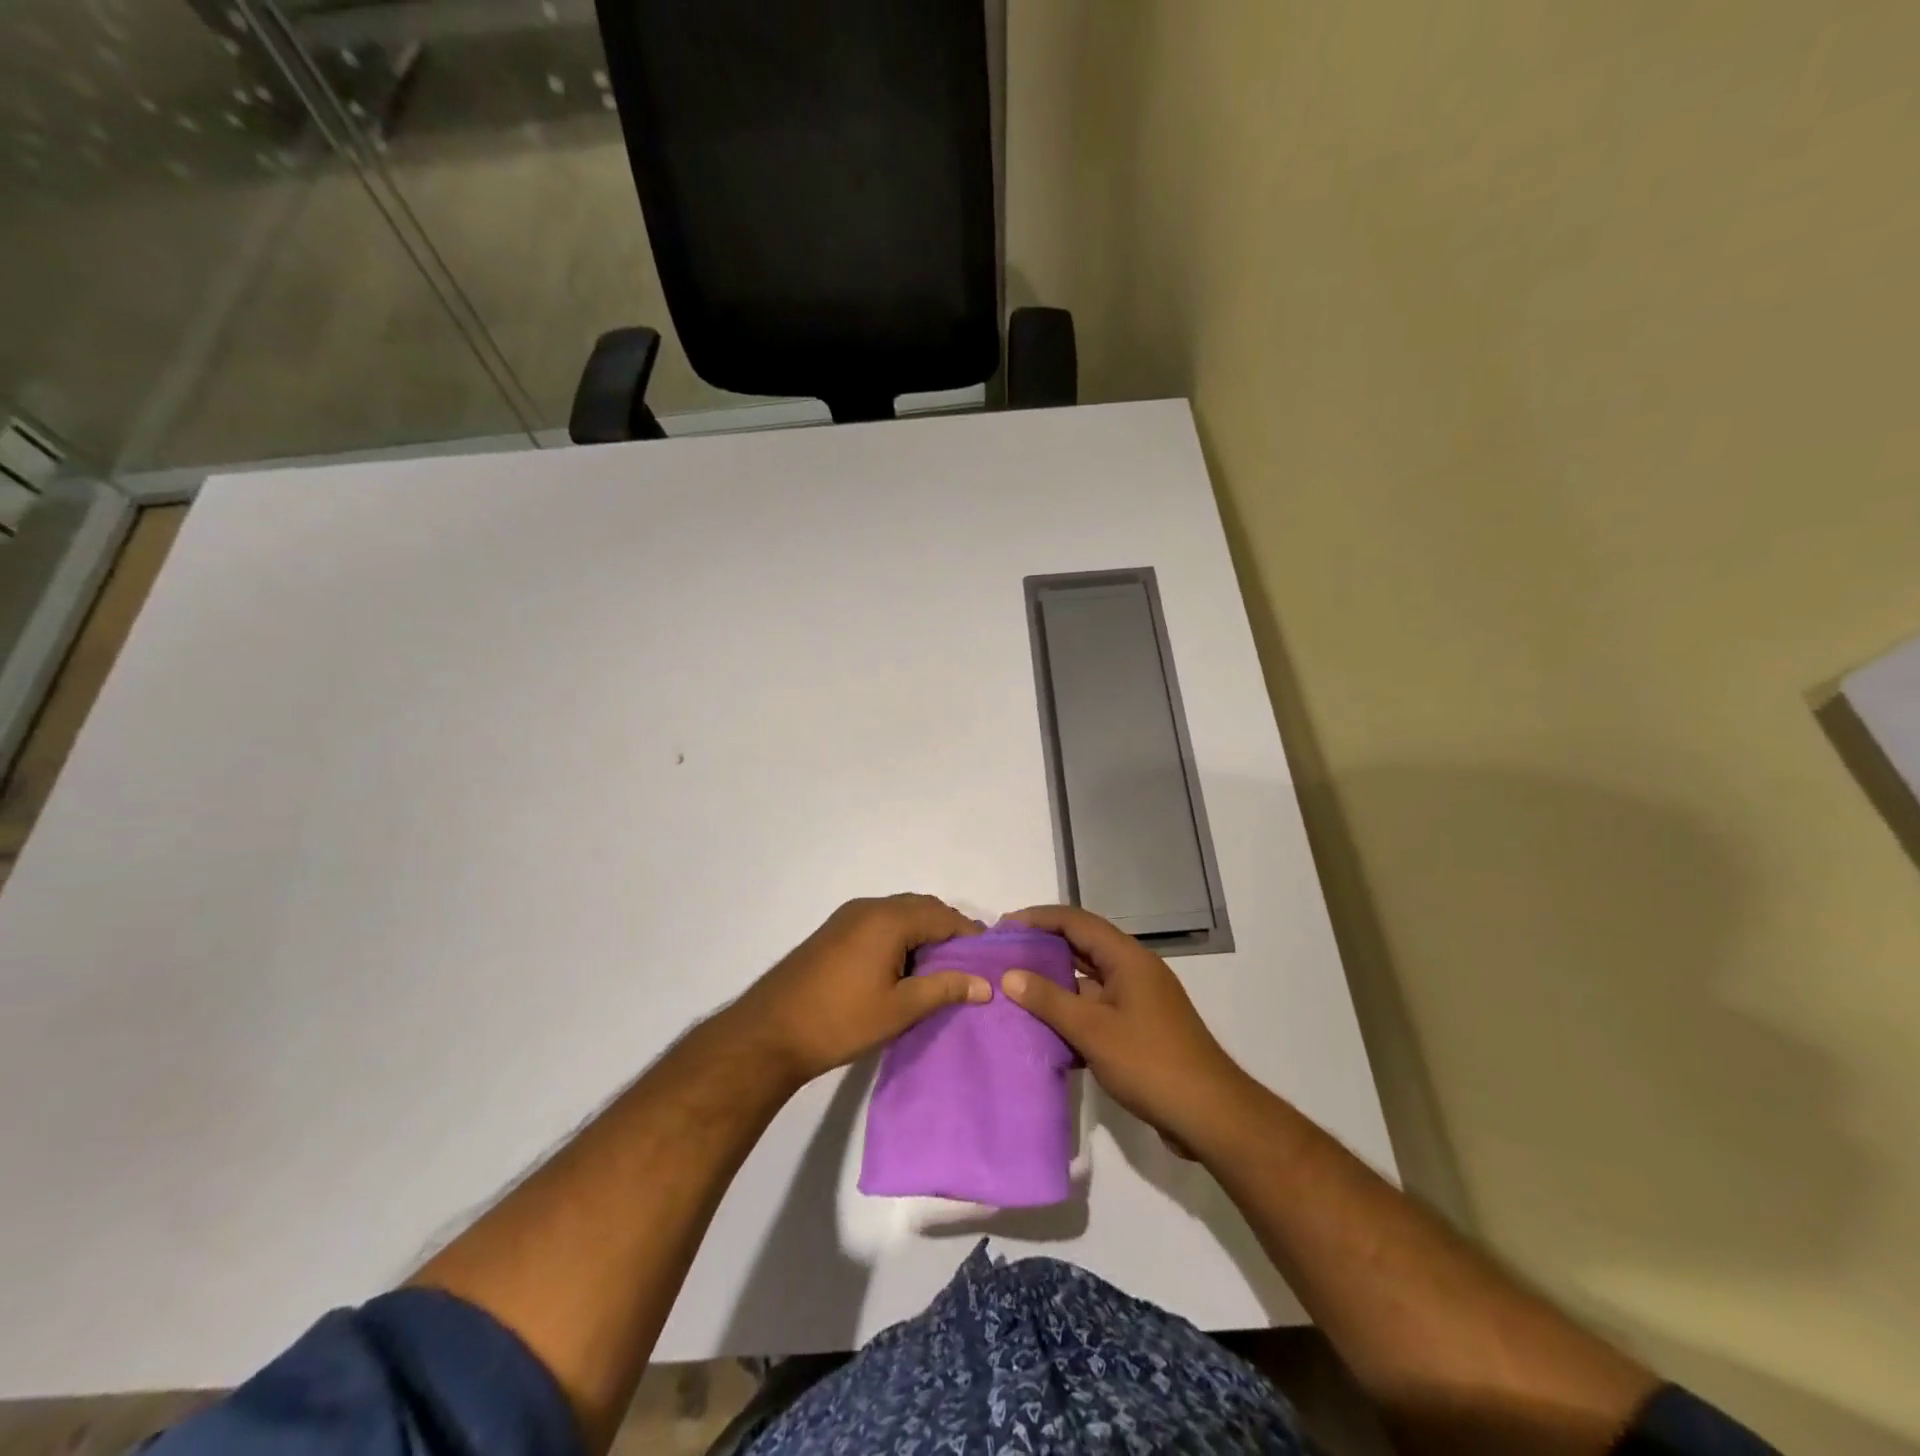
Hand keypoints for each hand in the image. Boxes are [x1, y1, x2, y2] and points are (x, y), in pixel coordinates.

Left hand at [727, 894, 989, 1090]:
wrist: (770, 1032)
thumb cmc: (840, 1020)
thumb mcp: (899, 1009)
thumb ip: (944, 989)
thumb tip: (985, 984)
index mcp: (889, 919)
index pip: (943, 915)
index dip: (969, 935)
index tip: (988, 960)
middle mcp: (869, 907)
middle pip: (922, 908)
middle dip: (948, 930)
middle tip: (967, 964)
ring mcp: (848, 916)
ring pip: (900, 913)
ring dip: (923, 932)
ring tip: (939, 969)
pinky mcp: (834, 931)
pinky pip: (880, 922)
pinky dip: (900, 935)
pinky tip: (904, 967)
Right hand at [1002, 904, 1249, 1149]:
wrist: (1209, 1115)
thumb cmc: (1150, 1062)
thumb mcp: (1093, 1030)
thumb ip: (1049, 1000)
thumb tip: (1009, 975)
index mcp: (1127, 958)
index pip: (1076, 921)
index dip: (1038, 918)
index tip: (1003, 927)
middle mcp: (1133, 970)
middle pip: (1082, 945)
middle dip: (1042, 947)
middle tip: (1003, 956)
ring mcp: (1138, 1000)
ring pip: (1088, 980)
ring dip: (1054, 983)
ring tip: (1014, 990)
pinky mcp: (1139, 1028)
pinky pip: (1097, 1007)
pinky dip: (1071, 1012)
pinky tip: (1043, 1029)